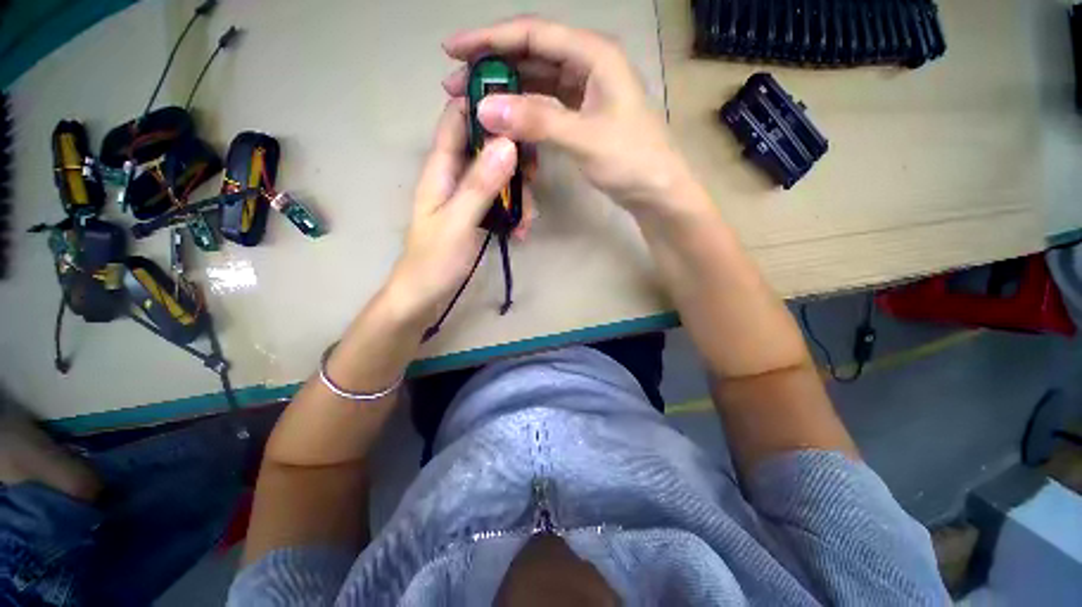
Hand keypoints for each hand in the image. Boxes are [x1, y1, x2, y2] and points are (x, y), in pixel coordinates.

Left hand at [385, 99, 517, 327]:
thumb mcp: (458, 222)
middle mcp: (454, 175)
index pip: (457, 118)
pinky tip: (521, 231)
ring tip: (526, 222)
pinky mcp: (476, 213)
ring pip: (499, 176)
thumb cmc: (434, 260)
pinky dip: (514, 212)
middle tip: (534, 178)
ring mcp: (466, 195)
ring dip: (518, 194)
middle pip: (487, 146)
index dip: (483, 104)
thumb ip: (480, 184)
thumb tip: (508, 143)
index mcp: (440, 168)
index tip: (519, 108)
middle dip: (514, 158)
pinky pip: (500, 200)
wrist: (424, 294)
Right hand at [442, 16, 695, 214]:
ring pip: (536, 81)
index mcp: (594, 55)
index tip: (453, 51)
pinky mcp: (581, 116)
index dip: (490, 39)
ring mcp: (584, 92)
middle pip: (531, 55)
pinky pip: (545, 106)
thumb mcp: (585, 139)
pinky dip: (524, 112)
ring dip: (505, 90)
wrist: (656, 191)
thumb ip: (538, 121)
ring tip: (474, 103)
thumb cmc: (632, 161)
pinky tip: (506, 121)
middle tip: (456, 84)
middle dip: (492, 66)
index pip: (533, 34)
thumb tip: (485, 107)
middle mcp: (588, 65)